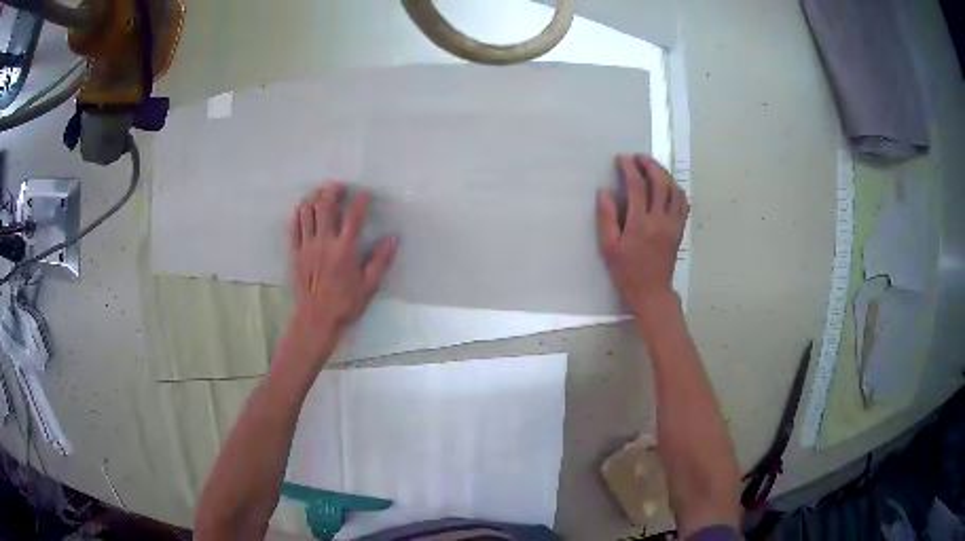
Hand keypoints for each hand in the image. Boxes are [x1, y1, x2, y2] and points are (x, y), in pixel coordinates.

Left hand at [286, 182, 397, 360]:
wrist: (316, 320)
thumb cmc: (345, 304)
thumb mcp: (369, 285)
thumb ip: (380, 259)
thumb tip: (393, 238)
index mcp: (345, 249)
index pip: (354, 215)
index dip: (361, 199)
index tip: (366, 193)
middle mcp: (325, 242)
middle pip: (325, 205)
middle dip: (333, 191)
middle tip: (339, 187)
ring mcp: (307, 246)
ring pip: (307, 212)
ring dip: (314, 198)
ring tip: (321, 193)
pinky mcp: (295, 253)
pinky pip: (293, 227)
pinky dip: (298, 214)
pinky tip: (304, 209)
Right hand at [597, 154, 688, 313]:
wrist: (651, 292)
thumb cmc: (626, 271)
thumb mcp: (608, 247)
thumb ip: (606, 217)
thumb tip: (604, 191)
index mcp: (640, 223)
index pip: (638, 186)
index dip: (629, 168)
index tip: (621, 159)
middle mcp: (660, 220)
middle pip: (661, 182)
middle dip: (650, 165)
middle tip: (639, 157)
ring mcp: (673, 224)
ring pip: (675, 190)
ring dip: (664, 174)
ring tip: (652, 168)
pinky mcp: (680, 229)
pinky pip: (683, 203)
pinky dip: (676, 190)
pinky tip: (668, 187)